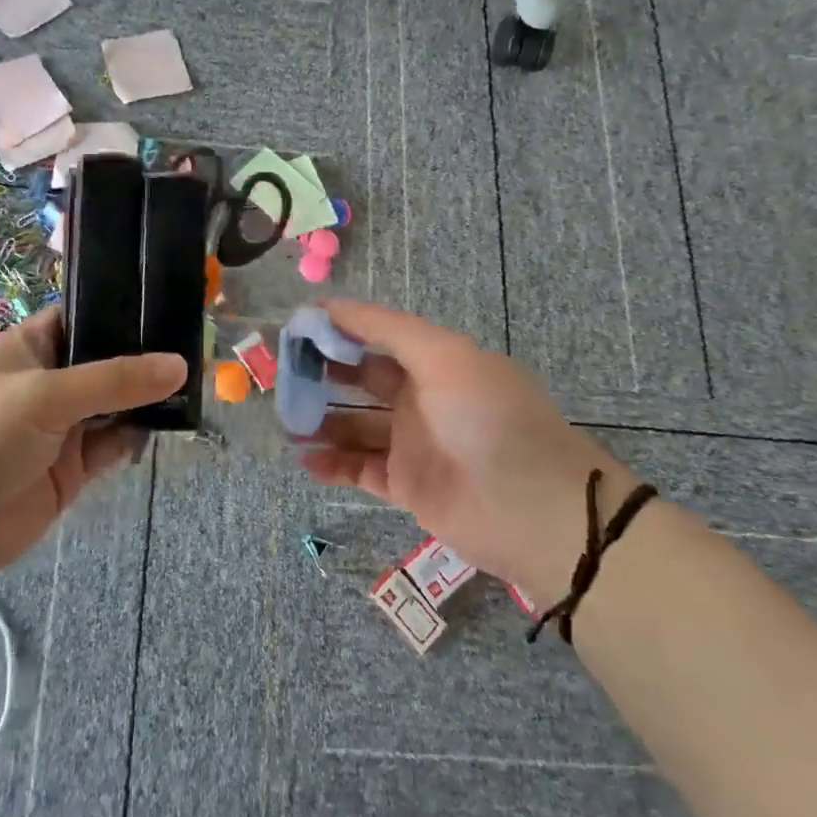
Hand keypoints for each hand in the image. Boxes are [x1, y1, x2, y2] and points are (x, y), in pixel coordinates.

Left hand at [0, 308, 185, 586]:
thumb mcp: (46, 395)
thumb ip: (114, 380)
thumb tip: (179, 365)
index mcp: (30, 347)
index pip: (83, 316)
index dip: (122, 311)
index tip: (171, 305)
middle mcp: (49, 381)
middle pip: (106, 361)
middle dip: (145, 358)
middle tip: (198, 346)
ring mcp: (62, 426)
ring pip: (115, 404)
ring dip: (147, 398)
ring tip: (197, 383)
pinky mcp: (72, 468)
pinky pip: (114, 444)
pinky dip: (137, 436)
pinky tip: (170, 423)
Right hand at [295, 300, 638, 603]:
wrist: (535, 511)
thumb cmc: (489, 418)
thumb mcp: (445, 356)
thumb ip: (387, 328)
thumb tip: (329, 305)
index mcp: (435, 361)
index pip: (377, 337)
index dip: (338, 329)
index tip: (296, 327)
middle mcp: (421, 398)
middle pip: (360, 379)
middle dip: (322, 373)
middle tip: (280, 373)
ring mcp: (412, 443)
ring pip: (354, 425)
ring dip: (320, 420)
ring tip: (284, 418)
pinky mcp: (406, 486)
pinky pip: (359, 468)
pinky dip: (330, 463)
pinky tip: (303, 457)